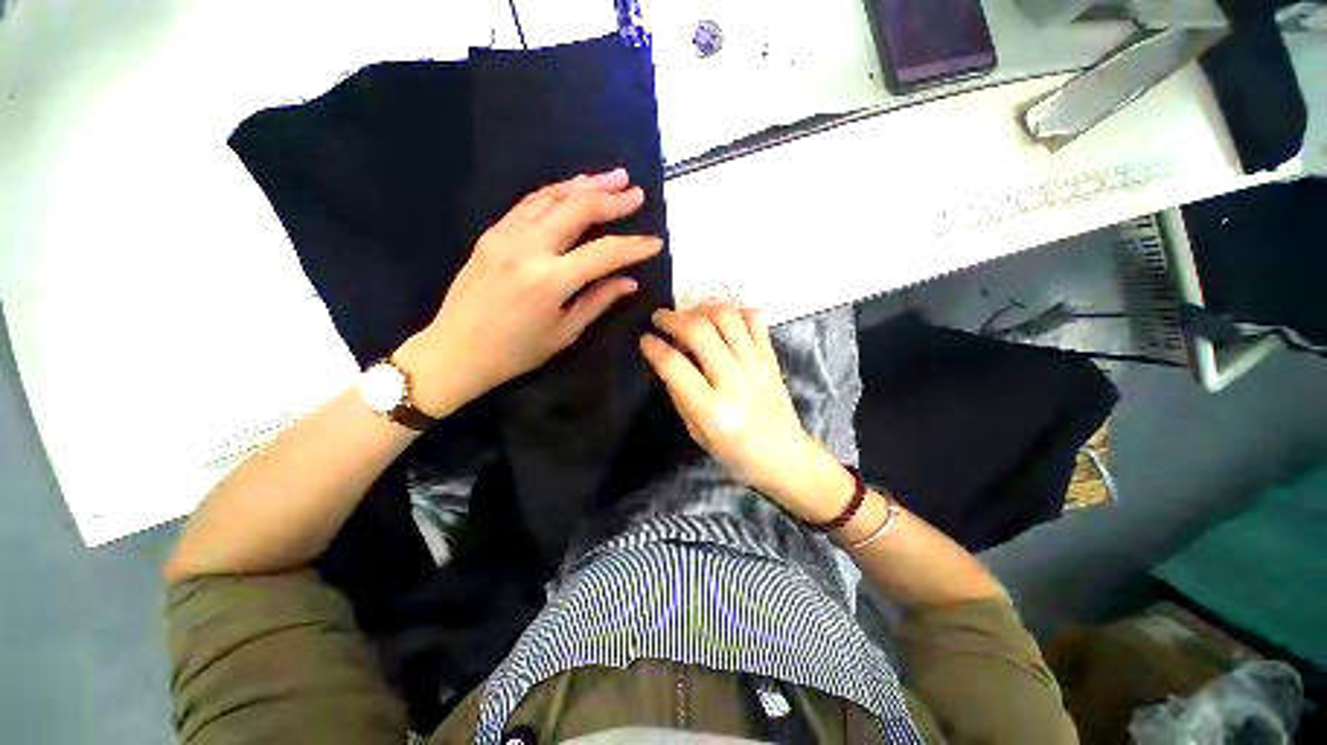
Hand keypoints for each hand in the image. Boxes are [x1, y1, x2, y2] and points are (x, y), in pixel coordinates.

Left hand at [396, 168, 662, 415]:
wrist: (454, 350)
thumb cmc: (516, 352)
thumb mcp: (564, 332)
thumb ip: (598, 301)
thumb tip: (630, 281)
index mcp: (550, 280)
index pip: (604, 252)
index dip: (634, 246)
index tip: (655, 242)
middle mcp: (528, 248)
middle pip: (578, 209)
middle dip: (612, 198)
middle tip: (637, 193)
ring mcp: (506, 235)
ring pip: (552, 197)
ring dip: (586, 184)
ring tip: (613, 177)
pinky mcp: (492, 233)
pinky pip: (529, 203)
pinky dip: (556, 191)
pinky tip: (573, 188)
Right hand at [640, 306, 849, 520]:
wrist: (785, 456)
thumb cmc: (735, 452)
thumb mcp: (697, 433)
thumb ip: (679, 395)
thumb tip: (665, 360)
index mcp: (712, 410)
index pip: (675, 365)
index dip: (654, 347)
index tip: (645, 340)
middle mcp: (734, 381)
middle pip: (700, 331)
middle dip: (673, 318)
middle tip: (661, 319)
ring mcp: (757, 366)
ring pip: (727, 318)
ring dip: (702, 309)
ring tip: (690, 316)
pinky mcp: (771, 358)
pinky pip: (755, 320)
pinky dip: (735, 312)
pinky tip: (722, 321)